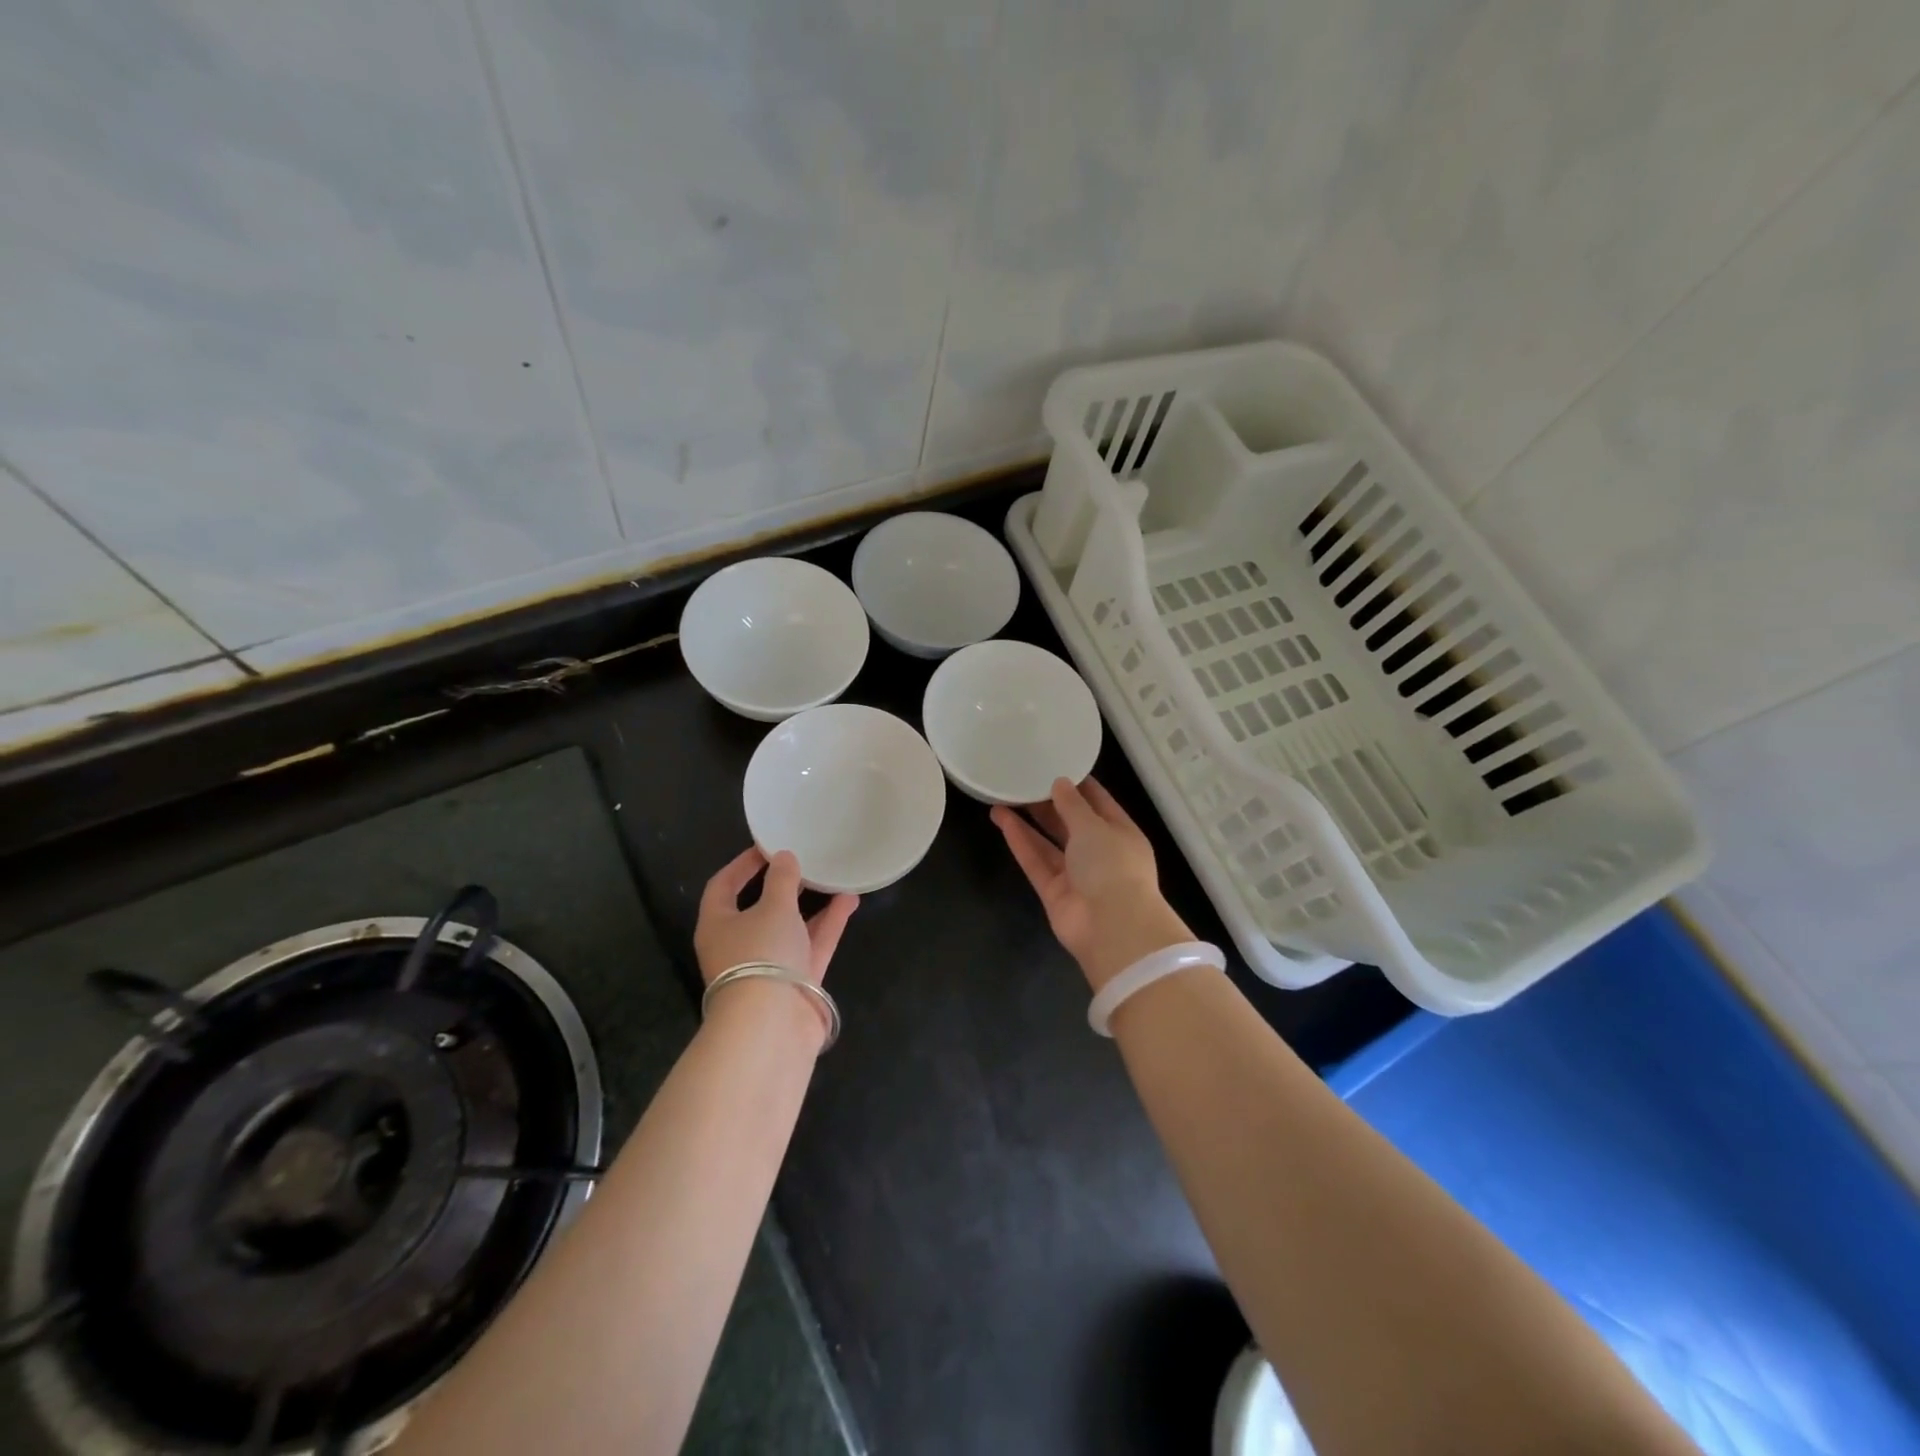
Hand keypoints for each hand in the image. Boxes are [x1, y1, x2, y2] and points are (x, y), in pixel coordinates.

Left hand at [694, 848, 858, 986]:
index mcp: (718, 925)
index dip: (742, 865)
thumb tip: (784, 858)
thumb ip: (781, 880)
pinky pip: (812, 945)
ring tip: (834, 877)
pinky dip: (828, 924)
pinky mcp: (796, 982)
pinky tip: (849, 900)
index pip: (723, 887)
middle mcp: (739, 945)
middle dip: (783, 886)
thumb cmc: (761, 954)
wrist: (773, 1025)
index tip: (767, 847)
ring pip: (791, 927)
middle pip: (760, 908)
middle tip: (805, 862)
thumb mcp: (773, 908)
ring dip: (812, 904)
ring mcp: (769, 966)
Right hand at [992, 776, 1192, 991]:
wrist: (1112, 928)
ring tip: (1002, 797)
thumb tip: (1059, 783)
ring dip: (1027, 821)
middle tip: (1021, 780)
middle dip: (1047, 802)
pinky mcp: (1054, 892)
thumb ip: (1073, 804)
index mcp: (1120, 833)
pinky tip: (1001, 820)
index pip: (1098, 802)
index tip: (1054, 765)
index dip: (1077, 785)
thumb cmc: (1113, 866)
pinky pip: (1035, 861)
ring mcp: (1076, 874)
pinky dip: (1020, 841)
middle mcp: (1100, 852)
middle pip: (1070, 822)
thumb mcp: (1094, 826)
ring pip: (1048, 842)